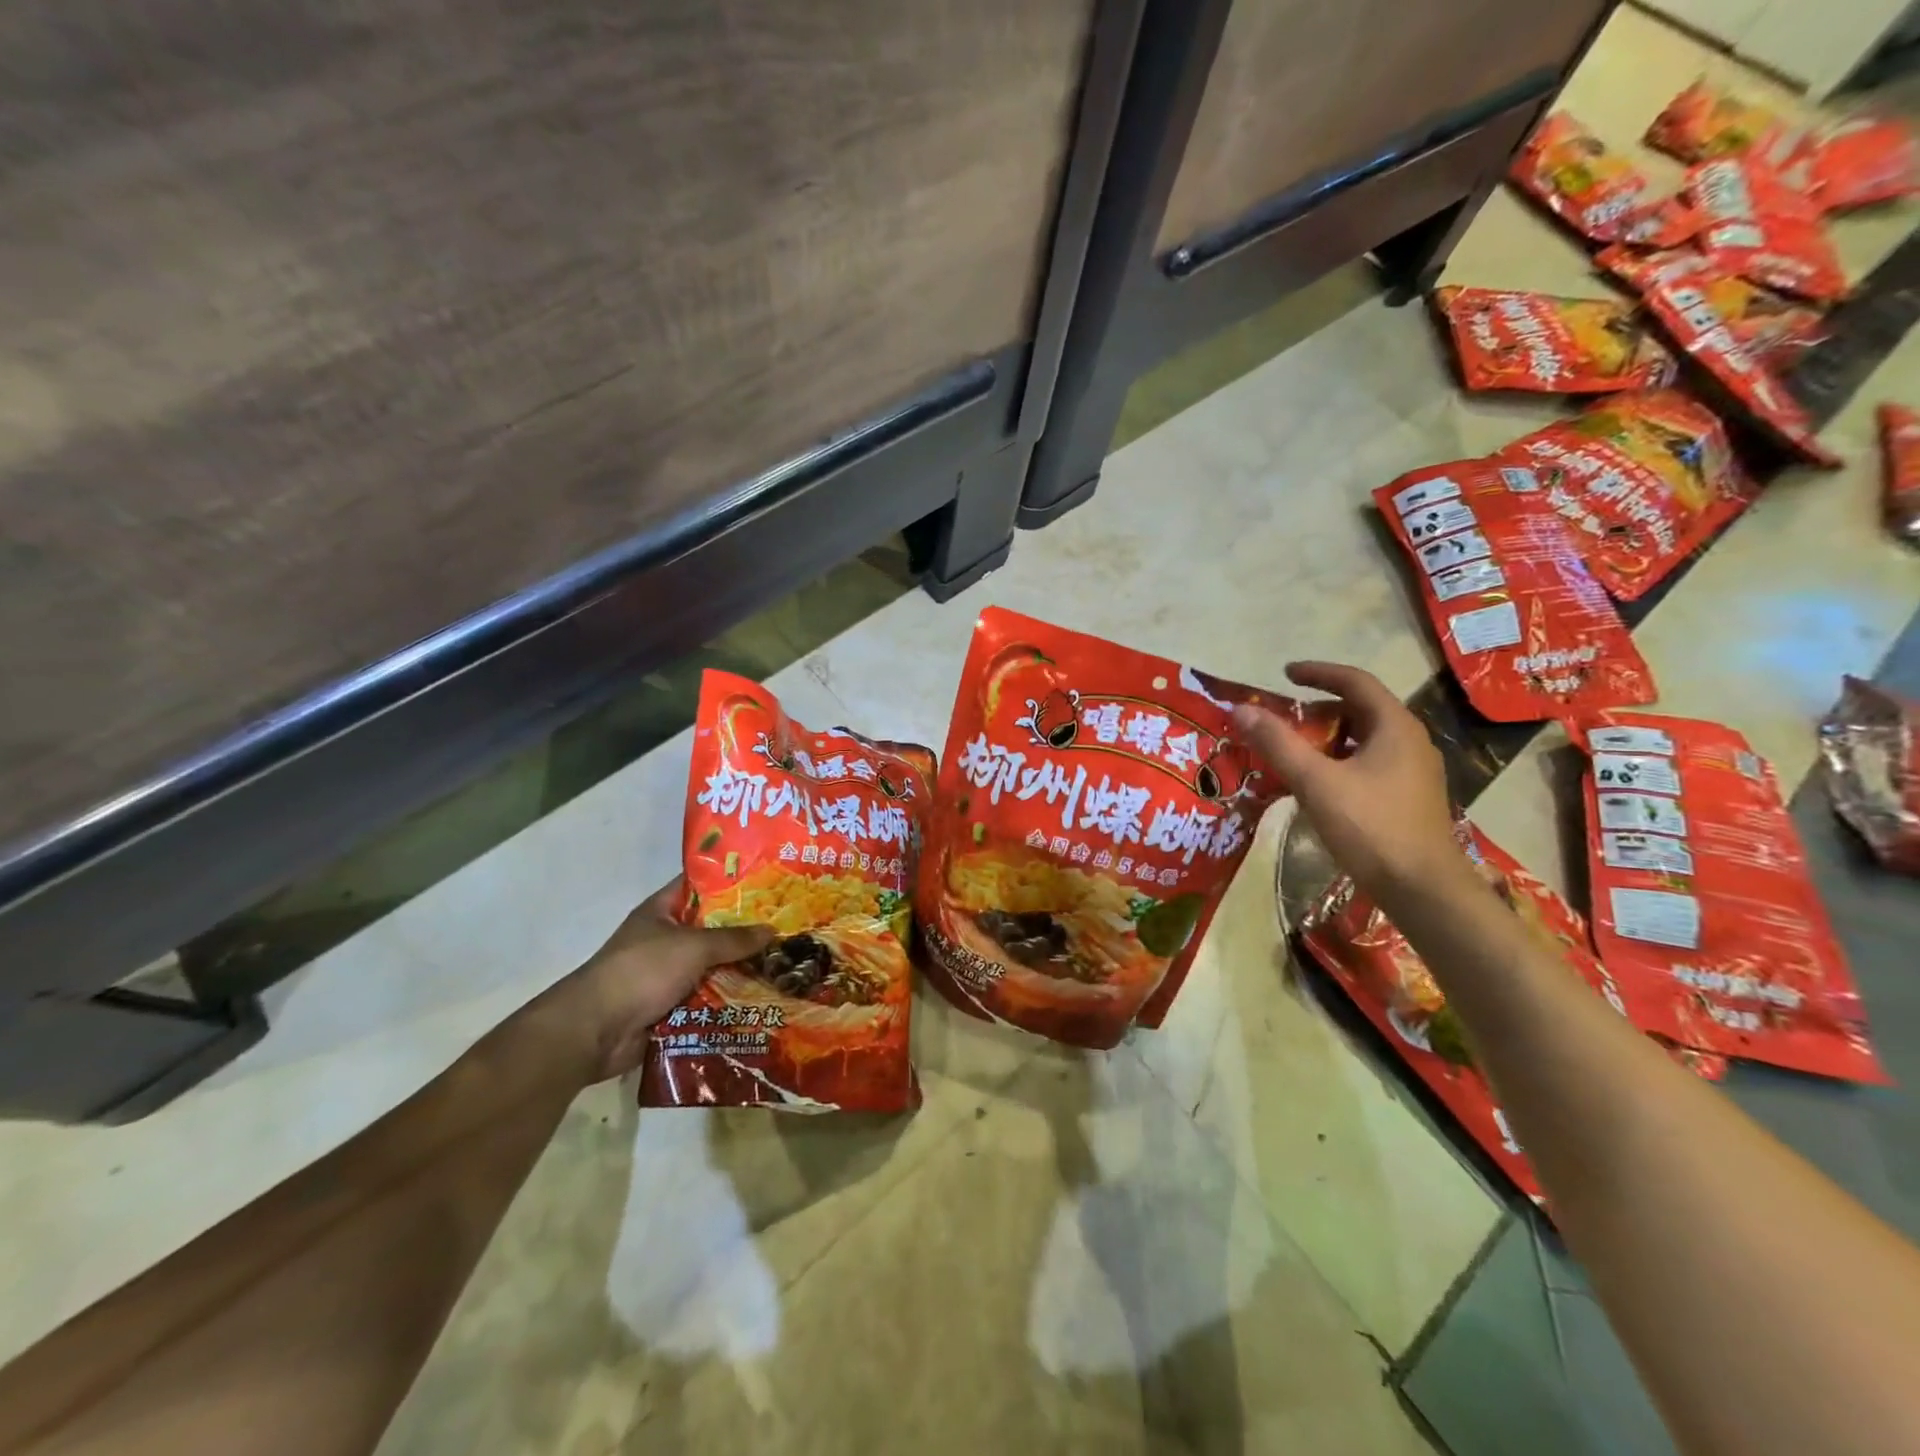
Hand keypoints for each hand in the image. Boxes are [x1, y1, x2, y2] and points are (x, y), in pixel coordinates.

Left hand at [542, 878, 772, 1084]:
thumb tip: (771, 930)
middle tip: (784, 928)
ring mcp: (666, 974)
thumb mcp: (693, 946)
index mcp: (661, 912)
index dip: (729, 881)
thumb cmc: (642, 971)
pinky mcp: (669, 1006)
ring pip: (711, 967)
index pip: (698, 886)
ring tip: (782, 965)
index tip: (765, 882)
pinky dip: (727, 1001)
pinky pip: (706, 998)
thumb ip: (733, 939)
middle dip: (744, 932)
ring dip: (739, 970)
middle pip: (710, 930)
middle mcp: (664, 939)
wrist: (595, 1030)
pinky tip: (760, 999)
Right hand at [1232, 661, 1462, 906]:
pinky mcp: (1408, 797)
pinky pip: (1368, 763)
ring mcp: (1413, 771)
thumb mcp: (1316, 781)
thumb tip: (1240, 710)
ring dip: (1327, 737)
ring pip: (1364, 739)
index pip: (1355, 682)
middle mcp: (1409, 741)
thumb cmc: (1371, 827)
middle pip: (1360, 709)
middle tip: (1283, 718)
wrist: (1423, 889)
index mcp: (1394, 726)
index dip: (1318, 673)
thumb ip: (1278, 743)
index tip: (1285, 674)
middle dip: (1319, 709)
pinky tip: (1317, 784)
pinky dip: (1339, 761)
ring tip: (1293, 750)